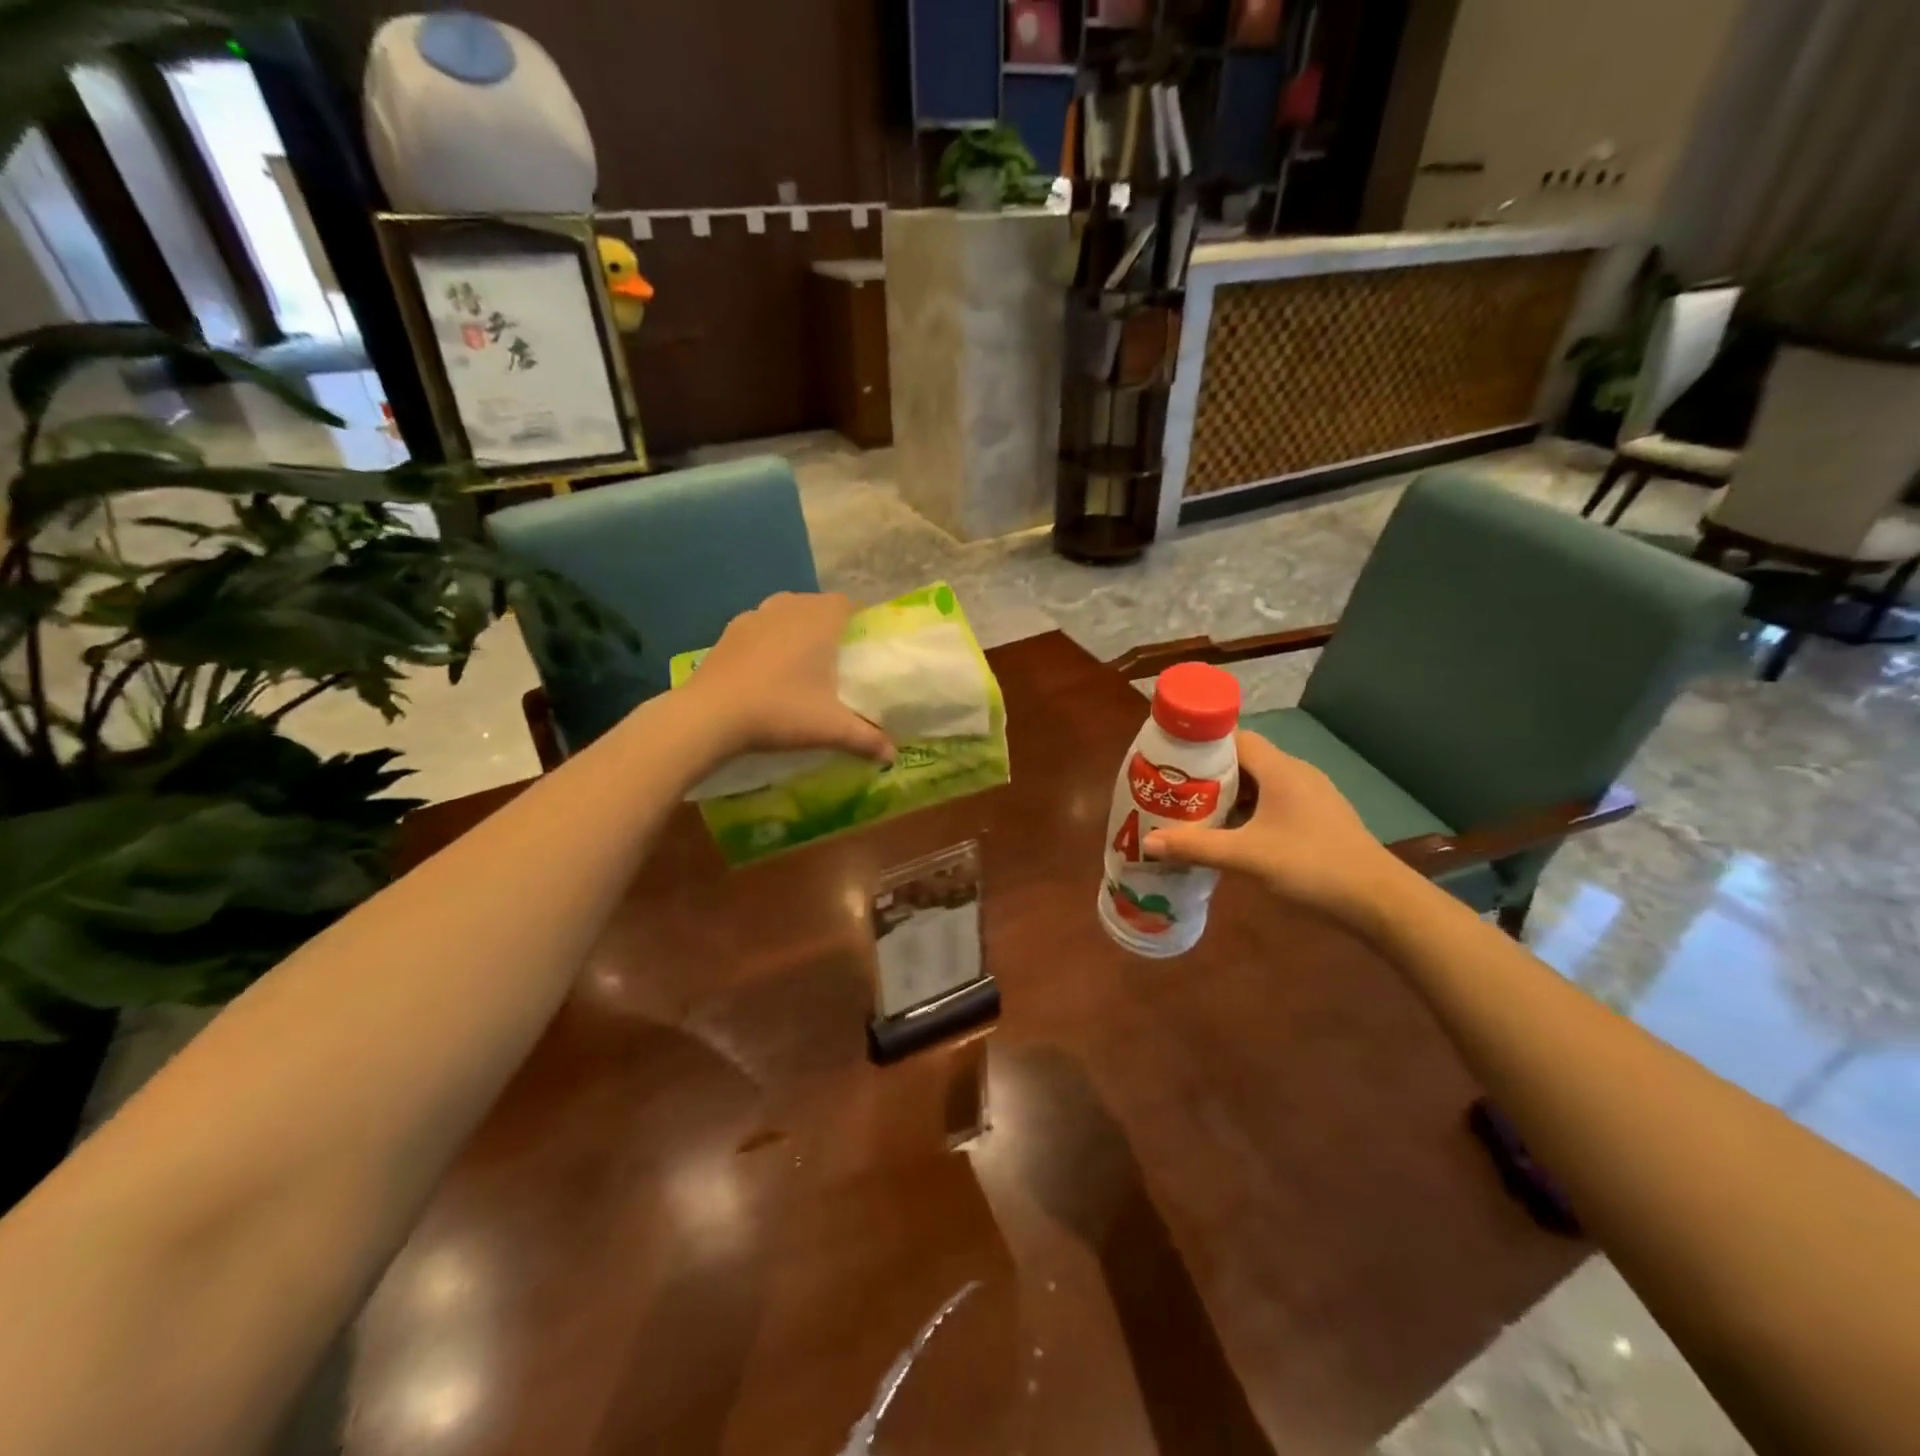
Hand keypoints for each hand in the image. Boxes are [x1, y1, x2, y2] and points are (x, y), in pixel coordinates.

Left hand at [682, 592, 893, 762]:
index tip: (863, 647)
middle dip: (829, 627)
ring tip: (802, 664)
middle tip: (837, 660)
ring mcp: (754, 616)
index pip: (848, 604)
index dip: (858, 621)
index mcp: (819, 620)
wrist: (710, 716)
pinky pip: (759, 628)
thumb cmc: (780, 711)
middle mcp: (788, 607)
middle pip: (817, 606)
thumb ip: (866, 739)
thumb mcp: (830, 729)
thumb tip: (893, 757)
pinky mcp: (728, 632)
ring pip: (786, 613)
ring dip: (797, 631)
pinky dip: (768, 642)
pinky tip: (767, 672)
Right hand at [1144, 731, 1413, 931]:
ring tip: (1196, 812)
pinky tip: (1232, 834)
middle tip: (1175, 790)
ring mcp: (1311, 797)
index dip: (1202, 745)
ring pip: (1260, 784)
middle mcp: (1297, 774)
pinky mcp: (1318, 819)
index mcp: (1281, 770)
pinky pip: (1274, 802)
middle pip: (1245, 760)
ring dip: (1229, 795)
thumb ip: (1196, 847)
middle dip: (1209, 774)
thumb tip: (1149, 842)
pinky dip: (1249, 811)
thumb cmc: (1311, 866)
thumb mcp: (1246, 856)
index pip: (1235, 738)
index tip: (1172, 759)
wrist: (1378, 901)